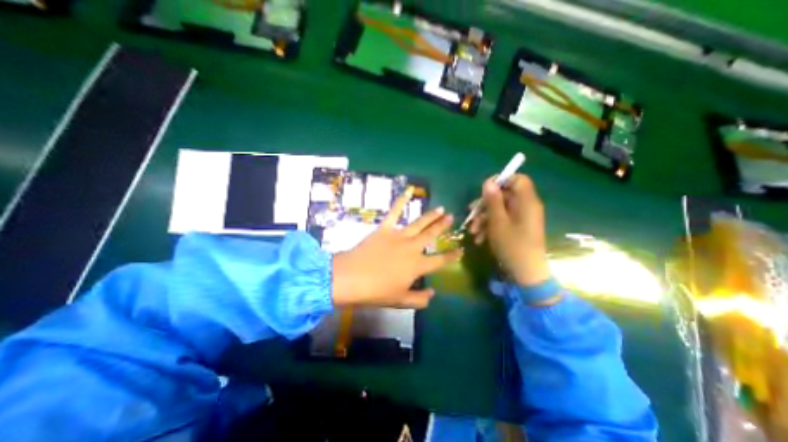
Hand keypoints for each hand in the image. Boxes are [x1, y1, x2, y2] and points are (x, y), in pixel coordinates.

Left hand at [330, 187, 462, 308]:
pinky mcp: (385, 228)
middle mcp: (412, 248)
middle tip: (451, 217)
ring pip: (419, 223)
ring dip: (431, 215)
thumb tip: (433, 293)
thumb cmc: (376, 291)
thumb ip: (420, 299)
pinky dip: (401, 201)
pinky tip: (408, 191)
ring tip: (440, 208)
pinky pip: (395, 212)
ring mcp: (399, 236)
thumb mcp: (400, 301)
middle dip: (443, 226)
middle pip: (432, 235)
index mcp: (417, 266)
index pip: (440, 260)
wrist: (350, 278)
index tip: (461, 250)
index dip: (452, 256)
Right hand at [467, 173, 549, 285]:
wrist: (525, 273)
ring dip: (484, 218)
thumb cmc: (512, 245)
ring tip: (472, 231)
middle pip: (504, 196)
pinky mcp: (517, 228)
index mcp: (526, 202)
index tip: (484, 190)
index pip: (517, 179)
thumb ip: (493, 200)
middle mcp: (526, 207)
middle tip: (471, 214)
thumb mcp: (498, 222)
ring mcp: (521, 218)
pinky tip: (479, 238)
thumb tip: (488, 182)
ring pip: (500, 209)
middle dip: (485, 205)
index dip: (501, 181)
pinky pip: (502, 220)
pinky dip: (490, 226)